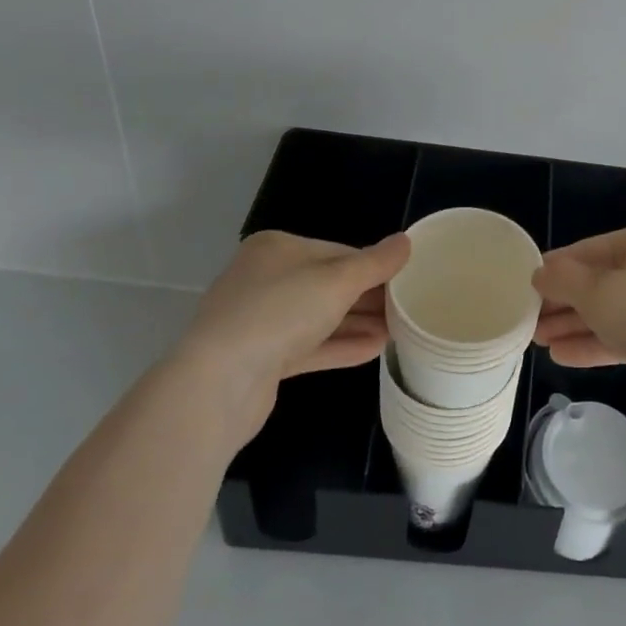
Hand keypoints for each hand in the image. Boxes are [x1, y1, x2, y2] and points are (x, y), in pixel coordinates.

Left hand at [178, 230, 409, 440]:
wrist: (217, 383)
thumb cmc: (280, 312)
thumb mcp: (338, 280)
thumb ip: (375, 262)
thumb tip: (406, 241)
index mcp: (277, 248)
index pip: (337, 251)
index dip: (373, 266)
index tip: (405, 281)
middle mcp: (265, 278)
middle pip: (328, 284)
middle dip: (367, 298)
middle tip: (407, 309)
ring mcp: (259, 321)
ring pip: (319, 317)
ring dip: (358, 324)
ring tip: (397, 331)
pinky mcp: (260, 359)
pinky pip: (309, 346)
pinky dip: (340, 346)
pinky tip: (375, 350)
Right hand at [532, 222, 625, 419]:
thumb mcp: (598, 291)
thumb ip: (563, 280)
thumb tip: (539, 273)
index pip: (591, 248)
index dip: (557, 267)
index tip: (525, 285)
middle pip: (601, 280)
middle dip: (563, 301)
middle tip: (527, 319)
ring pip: (612, 311)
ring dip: (574, 325)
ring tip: (537, 340)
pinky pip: (625, 337)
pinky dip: (596, 343)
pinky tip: (563, 356)